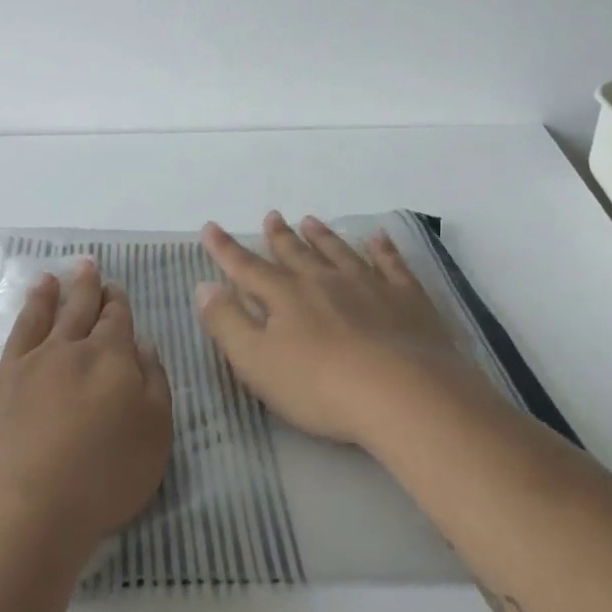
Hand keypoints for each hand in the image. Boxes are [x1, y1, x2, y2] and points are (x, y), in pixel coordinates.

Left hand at [0, 260, 172, 559]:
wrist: (21, 512)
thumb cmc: (102, 477)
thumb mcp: (155, 433)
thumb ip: (153, 384)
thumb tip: (141, 345)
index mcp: (104, 359)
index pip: (114, 320)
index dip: (115, 301)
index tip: (113, 285)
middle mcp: (57, 354)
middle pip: (73, 312)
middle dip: (82, 287)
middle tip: (84, 263)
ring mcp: (11, 374)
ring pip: (26, 327)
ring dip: (37, 303)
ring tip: (42, 281)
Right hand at [195, 212, 487, 448]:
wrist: (403, 395)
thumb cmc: (319, 386)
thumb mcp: (256, 362)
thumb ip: (227, 323)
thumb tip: (204, 286)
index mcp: (285, 296)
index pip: (247, 268)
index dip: (225, 249)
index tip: (211, 227)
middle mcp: (324, 281)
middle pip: (295, 253)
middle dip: (279, 236)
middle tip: (271, 216)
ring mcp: (369, 286)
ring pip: (339, 252)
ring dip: (323, 237)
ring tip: (311, 221)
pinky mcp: (408, 300)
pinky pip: (392, 264)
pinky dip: (383, 249)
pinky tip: (378, 238)